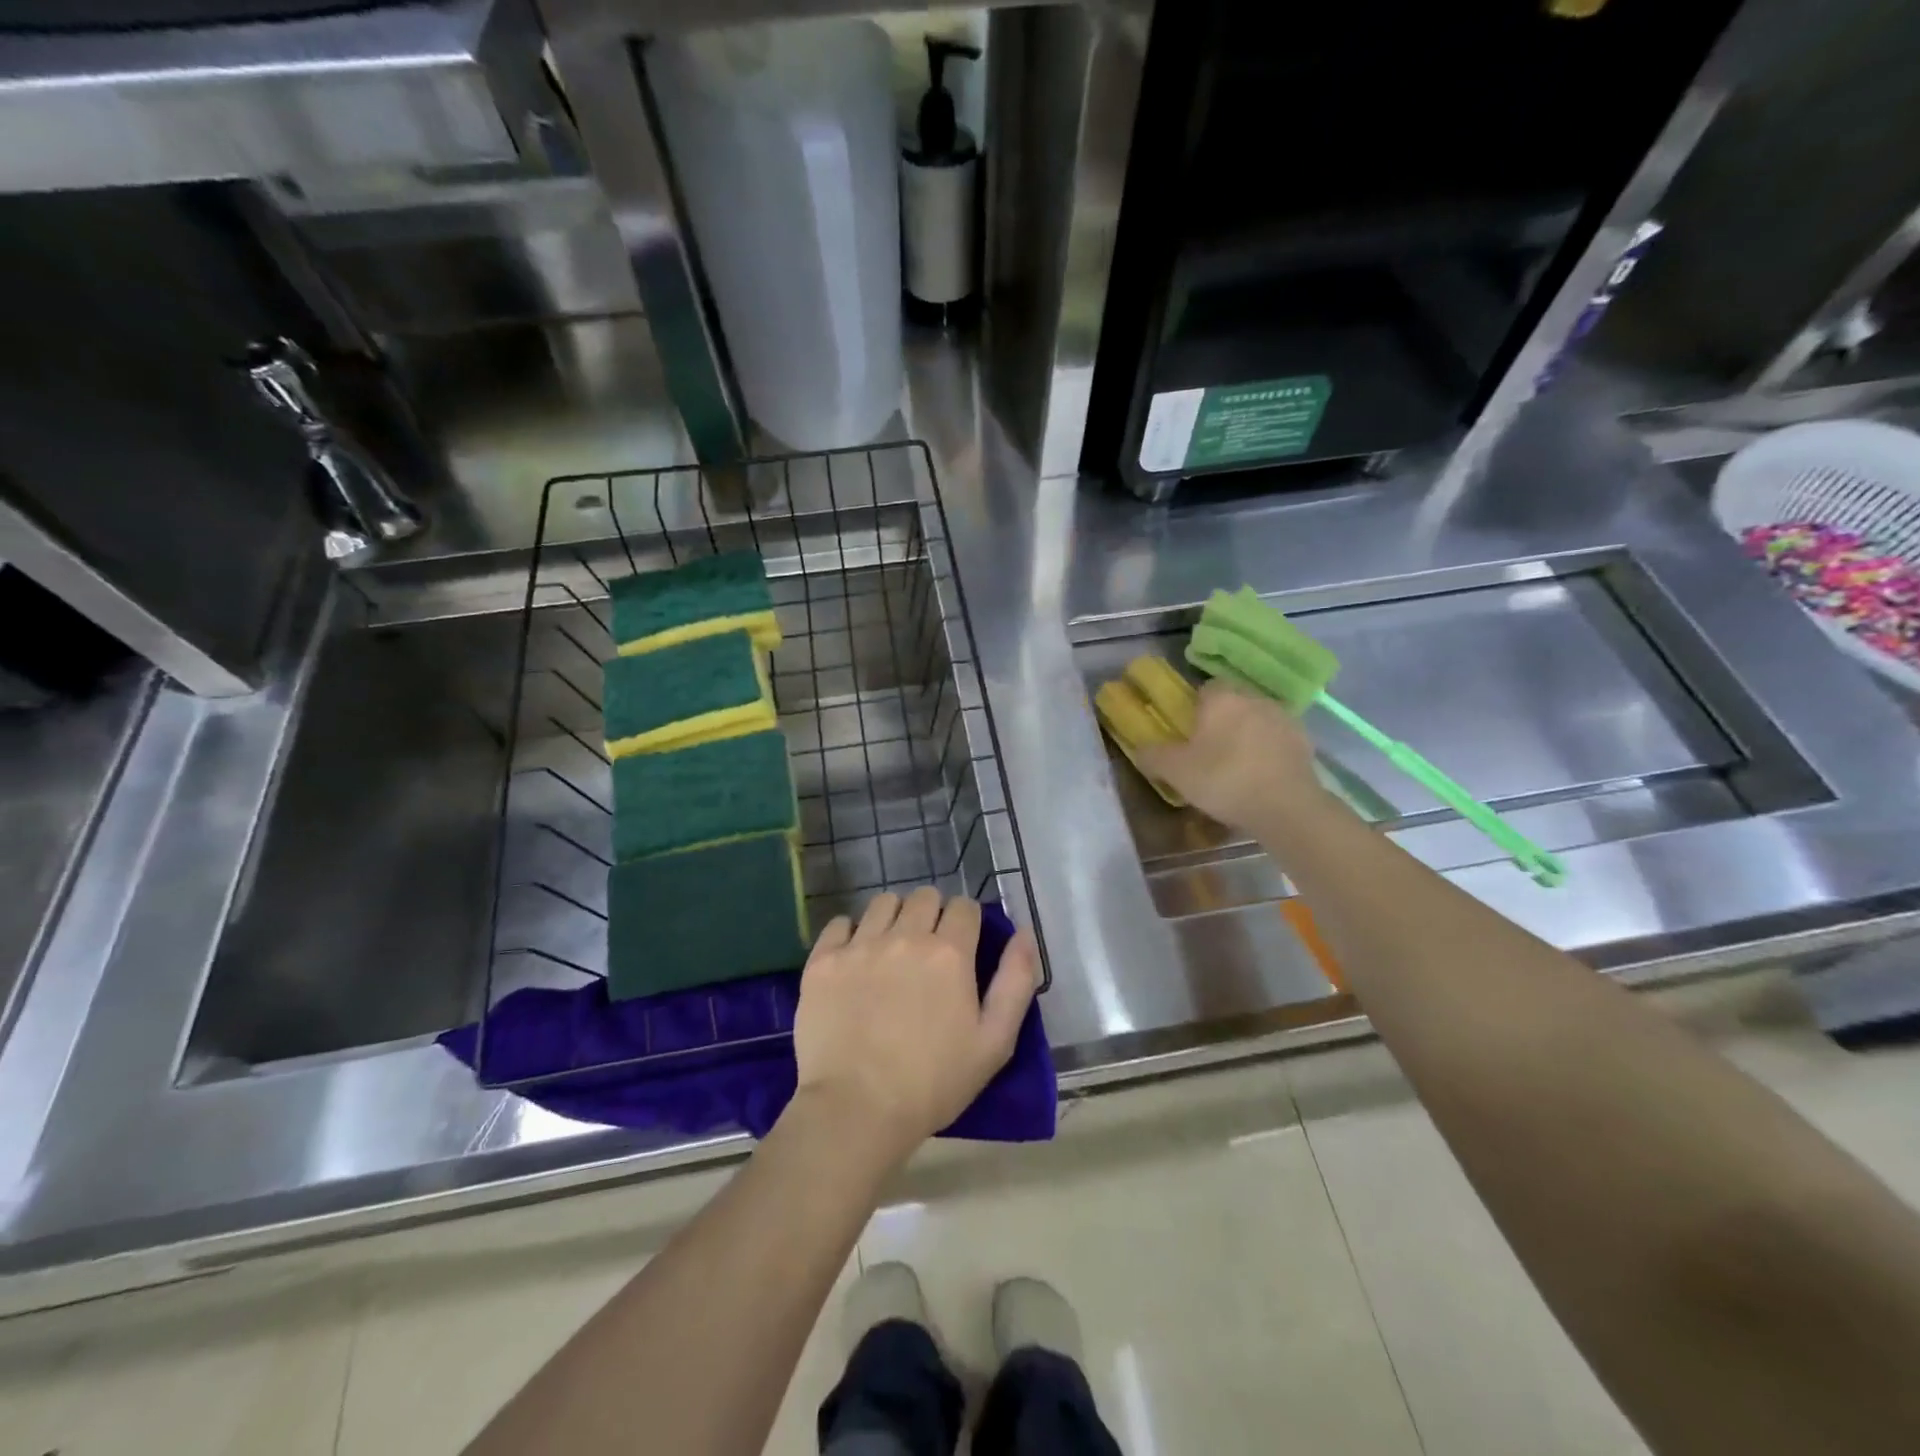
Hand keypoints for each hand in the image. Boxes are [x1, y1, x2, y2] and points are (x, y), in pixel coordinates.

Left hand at [793, 889, 1039, 1162]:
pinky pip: (840, 922)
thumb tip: (1024, 933)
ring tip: (892, 949)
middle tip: (929, 949)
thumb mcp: (995, 1042)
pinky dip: (852, 932)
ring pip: (883, 902)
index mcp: (949, 952)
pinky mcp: (823, 961)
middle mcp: (905, 936)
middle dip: (933, 913)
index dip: (968, 922)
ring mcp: (860, 945)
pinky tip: (856, 958)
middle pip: (924, 896)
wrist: (855, 1110)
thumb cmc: (934, 1083)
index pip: (965, 907)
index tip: (964, 946)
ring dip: (895, 916)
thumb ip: (1016, 981)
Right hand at [1138, 681, 1328, 834]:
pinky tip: (1260, 776)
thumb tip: (1141, 749)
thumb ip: (1153, 756)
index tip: (1188, 733)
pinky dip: (1268, 751)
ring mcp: (1284, 718)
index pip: (1204, 689)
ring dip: (1247, 735)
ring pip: (1256, 720)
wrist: (1286, 807)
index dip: (1194, 708)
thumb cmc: (1224, 780)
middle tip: (1208, 752)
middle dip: (1221, 721)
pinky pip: (1277, 740)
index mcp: (1222, 698)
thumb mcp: (1175, 772)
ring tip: (1236, 766)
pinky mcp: (1304, 742)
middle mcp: (1255, 698)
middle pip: (1232, 703)